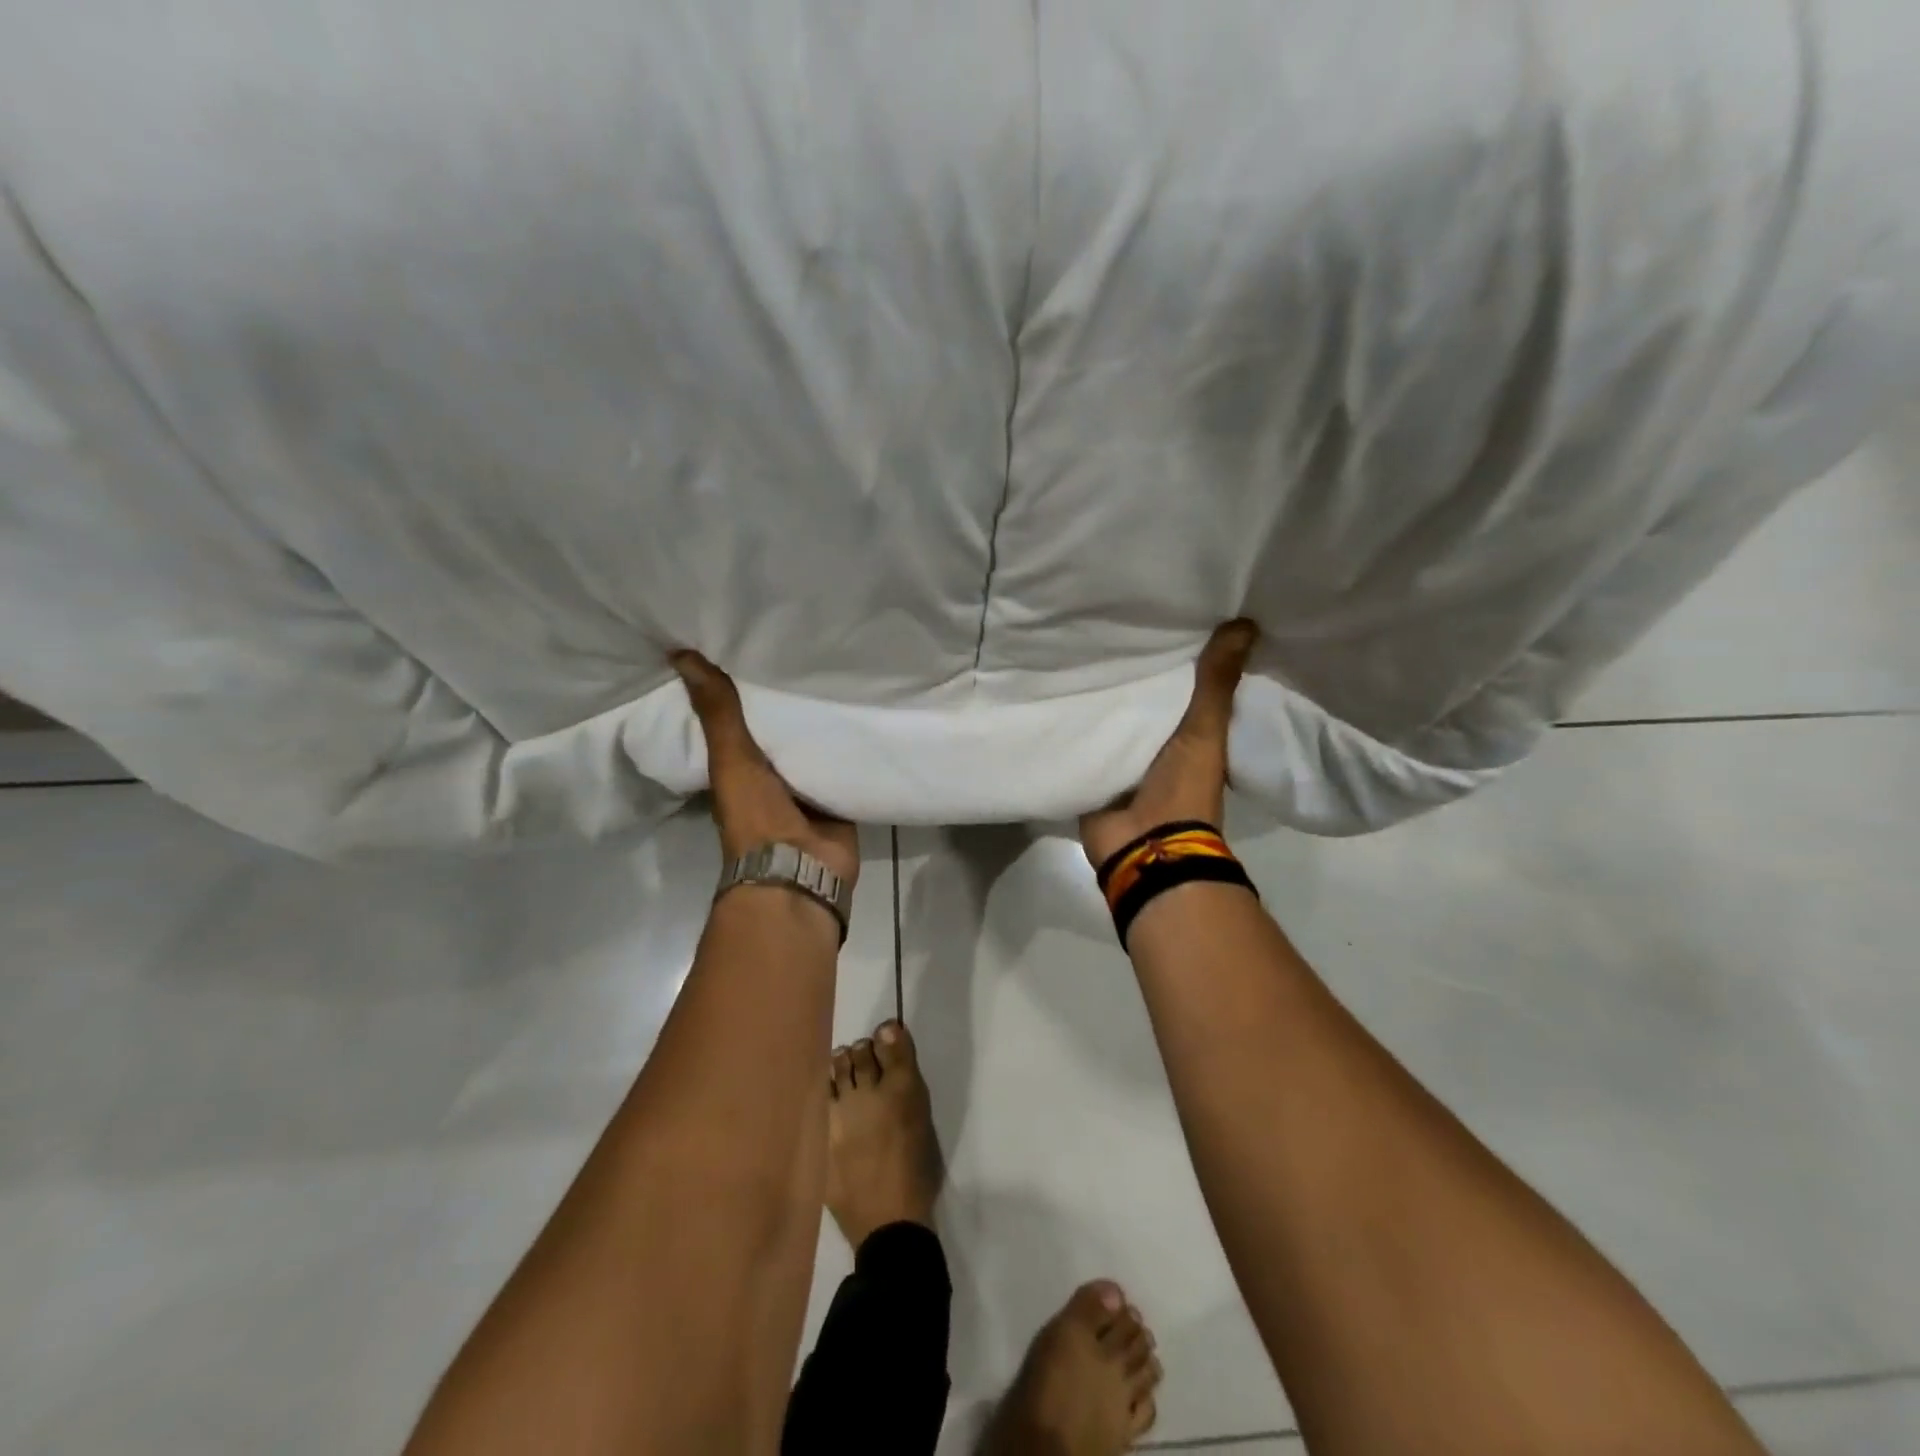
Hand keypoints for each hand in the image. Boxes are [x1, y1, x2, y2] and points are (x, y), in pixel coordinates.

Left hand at [673, 652, 859, 888]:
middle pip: (783, 730)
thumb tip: (679, 654)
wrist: (800, 870)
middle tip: (809, 649)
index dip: (745, 686)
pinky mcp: (840, 796)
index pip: (741, 717)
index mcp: (740, 766)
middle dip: (792, 700)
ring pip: (816, 745)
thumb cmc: (756, 815)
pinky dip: (854, 744)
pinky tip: (867, 711)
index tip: (755, 646)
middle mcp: (772, 774)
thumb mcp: (731, 758)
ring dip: (825, 721)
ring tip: (842, 671)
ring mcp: (808, 788)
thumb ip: (717, 712)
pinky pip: (847, 764)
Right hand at [1079, 620, 1257, 868]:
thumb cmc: (1183, 788)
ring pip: (1109, 716)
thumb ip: (1217, 682)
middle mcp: (1155, 742)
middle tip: (1110, 621)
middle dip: (1130, 671)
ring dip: (1098, 694)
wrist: (1144, 845)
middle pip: (1141, 699)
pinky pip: (1081, 736)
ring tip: (1077, 644)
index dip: (1177, 655)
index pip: (1182, 684)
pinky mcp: (1091, 769)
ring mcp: (1121, 759)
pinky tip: (1054, 686)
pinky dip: (1072, 718)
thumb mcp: (1204, 729)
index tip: (1163, 615)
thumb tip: (1247, 622)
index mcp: (1189, 733)